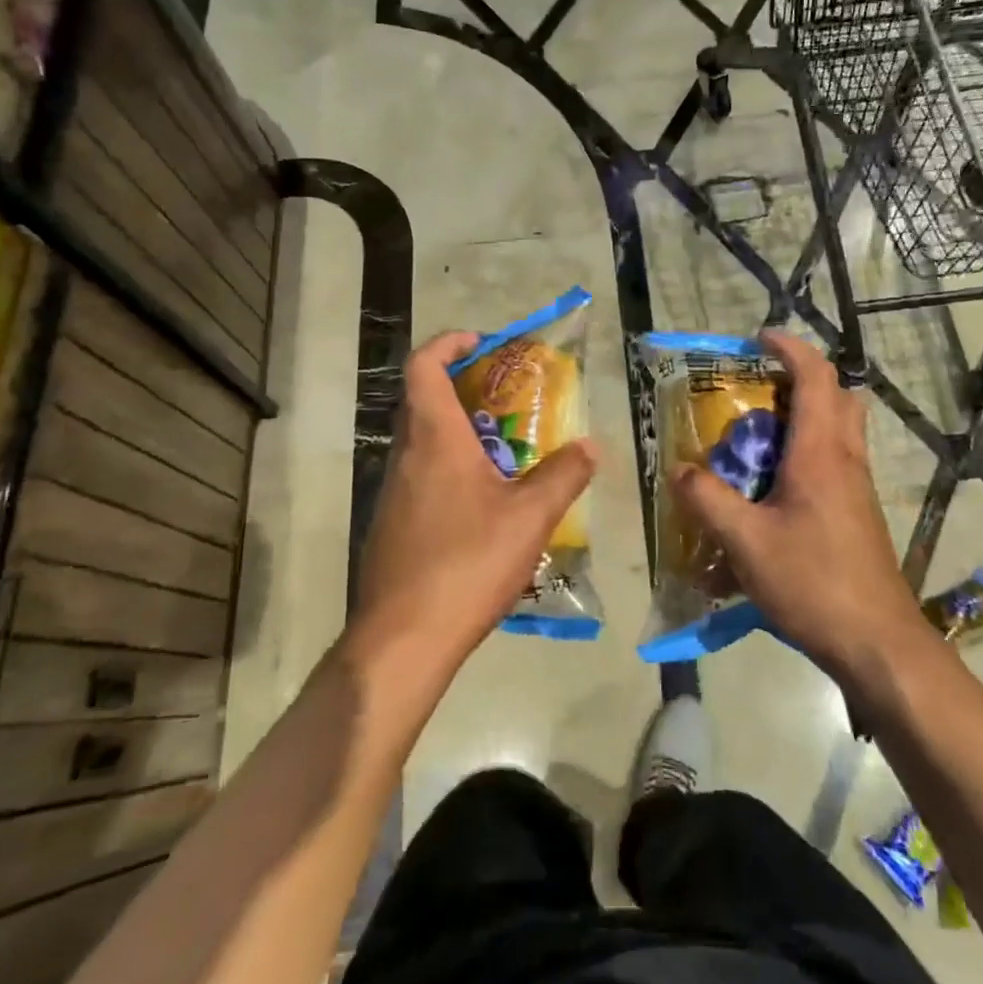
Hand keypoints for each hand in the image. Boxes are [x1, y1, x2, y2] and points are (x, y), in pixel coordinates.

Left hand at [353, 331, 598, 670]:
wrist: (403, 639)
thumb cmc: (467, 562)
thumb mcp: (530, 517)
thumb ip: (564, 475)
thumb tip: (590, 446)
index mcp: (434, 438)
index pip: (425, 365)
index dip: (449, 343)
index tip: (484, 345)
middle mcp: (406, 455)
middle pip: (425, 400)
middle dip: (467, 389)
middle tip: (511, 400)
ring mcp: (393, 492)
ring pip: (424, 442)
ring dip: (462, 433)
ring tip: (509, 453)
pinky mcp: (392, 524)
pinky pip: (422, 477)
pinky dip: (452, 470)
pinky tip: (486, 506)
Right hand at [671, 331, 920, 678]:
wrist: (878, 642)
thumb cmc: (813, 583)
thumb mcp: (746, 542)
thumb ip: (708, 501)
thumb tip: (679, 470)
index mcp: (821, 453)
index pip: (816, 377)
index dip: (790, 348)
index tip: (759, 338)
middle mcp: (846, 459)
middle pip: (838, 396)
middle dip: (801, 378)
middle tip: (758, 390)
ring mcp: (858, 487)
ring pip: (841, 428)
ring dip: (806, 415)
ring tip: (759, 437)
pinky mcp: (859, 513)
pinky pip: (837, 460)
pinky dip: (810, 451)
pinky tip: (775, 489)